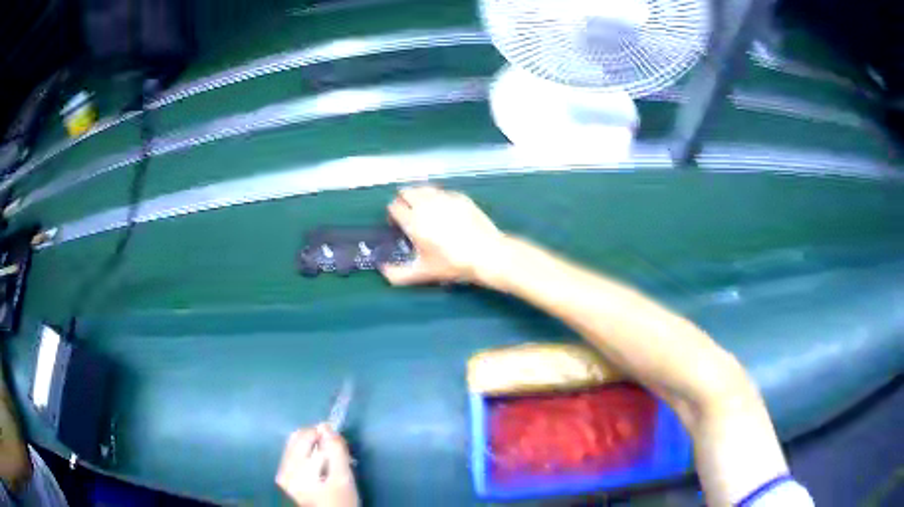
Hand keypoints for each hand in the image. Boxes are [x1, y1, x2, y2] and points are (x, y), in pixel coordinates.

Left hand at [276, 424, 358, 506]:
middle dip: (318, 440)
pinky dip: (307, 457)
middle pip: (298, 439)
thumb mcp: (344, 479)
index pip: (306, 435)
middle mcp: (283, 469)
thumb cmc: (340, 503)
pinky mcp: (285, 481)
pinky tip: (320, 469)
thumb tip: (326, 426)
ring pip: (295, 447)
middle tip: (337, 453)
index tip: (341, 445)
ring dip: (313, 448)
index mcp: (296, 468)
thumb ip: (336, 452)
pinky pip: (293, 458)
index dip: (325, 434)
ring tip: (330, 462)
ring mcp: (282, 475)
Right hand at [381, 186, 505, 285]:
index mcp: (413, 220)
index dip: (393, 215)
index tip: (398, 225)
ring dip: (419, 196)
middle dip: (403, 201)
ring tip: (425, 210)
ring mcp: (444, 197)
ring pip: (424, 188)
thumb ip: (398, 274)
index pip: (394, 207)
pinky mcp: (460, 196)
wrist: (486, 253)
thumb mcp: (423, 273)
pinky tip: (445, 211)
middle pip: (406, 192)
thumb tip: (382, 270)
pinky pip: (442, 192)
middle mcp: (426, 204)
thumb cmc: (452, 264)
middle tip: (409, 215)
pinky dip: (438, 198)